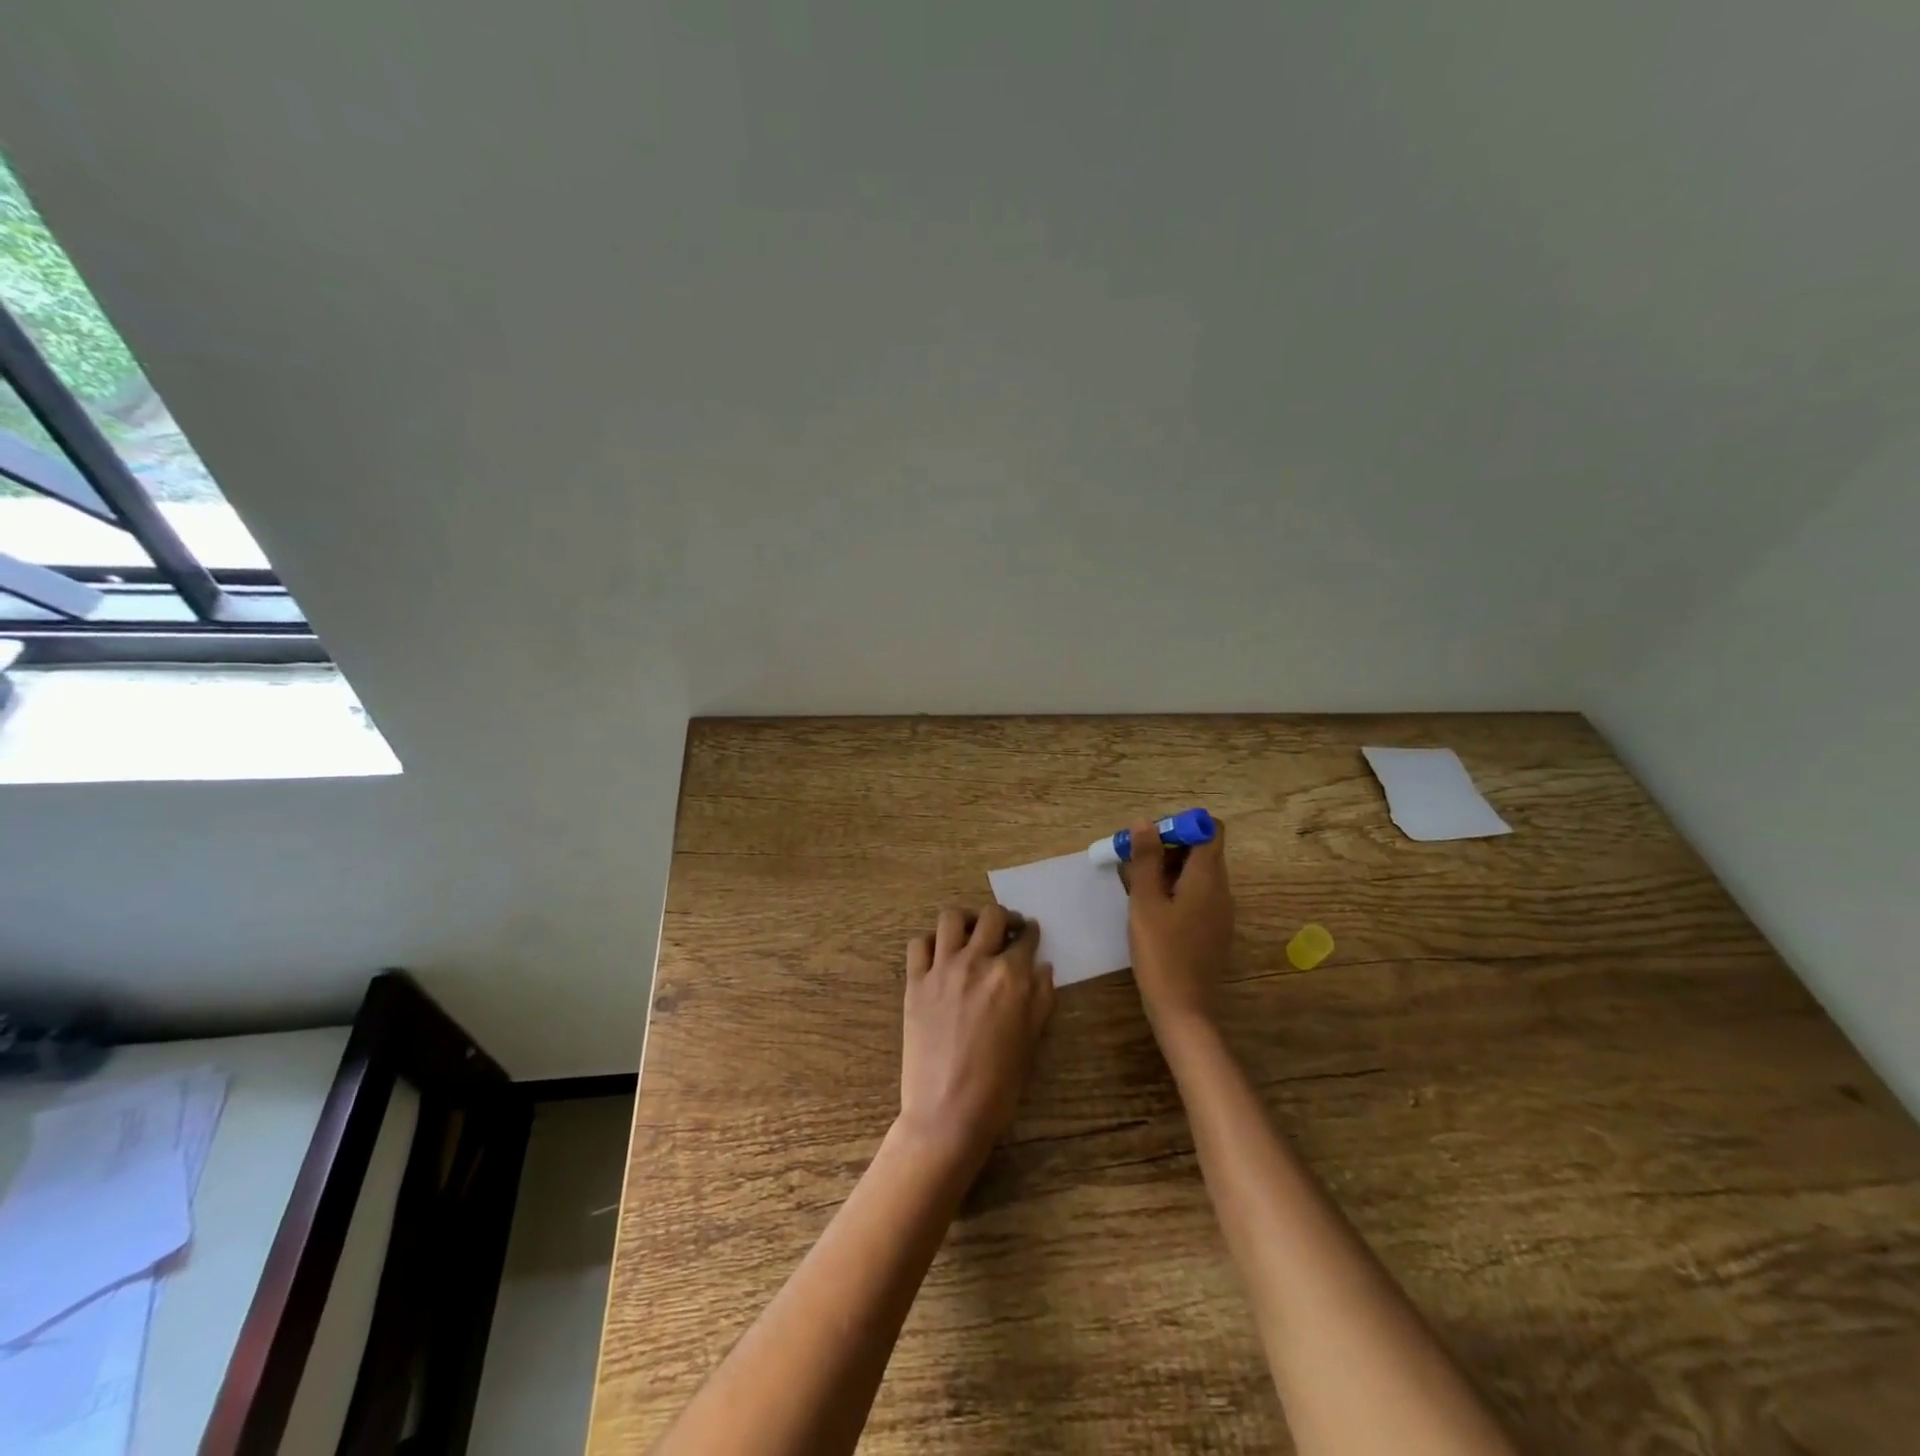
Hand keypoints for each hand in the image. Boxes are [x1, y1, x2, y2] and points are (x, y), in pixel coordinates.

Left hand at [899, 905, 1054, 1171]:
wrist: (948, 1112)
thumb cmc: (999, 1084)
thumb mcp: (1032, 1041)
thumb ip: (1041, 998)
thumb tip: (1043, 968)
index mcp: (1011, 977)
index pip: (1026, 939)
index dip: (1031, 933)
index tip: (1031, 932)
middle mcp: (976, 962)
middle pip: (991, 917)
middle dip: (1004, 917)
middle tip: (1008, 927)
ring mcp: (942, 969)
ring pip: (951, 918)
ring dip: (966, 919)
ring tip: (972, 930)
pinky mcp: (915, 982)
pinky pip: (918, 944)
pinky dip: (930, 941)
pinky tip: (939, 953)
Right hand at [1122, 816, 1234, 1030]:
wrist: (1183, 1009)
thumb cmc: (1161, 951)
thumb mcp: (1145, 901)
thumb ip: (1146, 859)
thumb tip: (1145, 822)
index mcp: (1208, 878)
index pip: (1209, 829)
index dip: (1181, 825)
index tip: (1150, 839)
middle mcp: (1221, 890)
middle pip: (1202, 850)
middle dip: (1168, 847)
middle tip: (1134, 861)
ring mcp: (1220, 912)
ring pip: (1197, 874)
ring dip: (1168, 870)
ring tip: (1135, 885)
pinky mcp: (1214, 930)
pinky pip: (1197, 895)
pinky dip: (1175, 890)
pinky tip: (1150, 909)